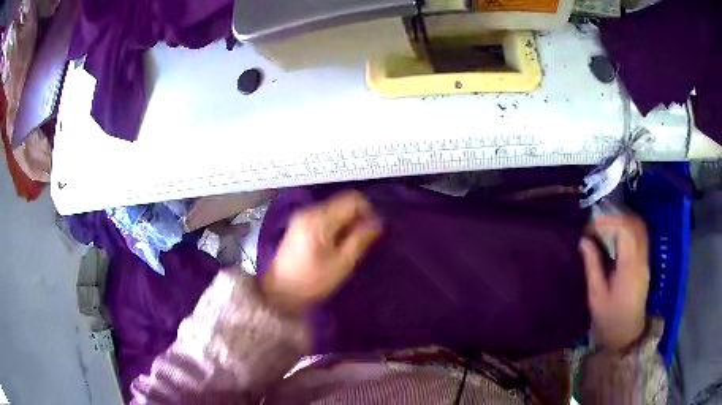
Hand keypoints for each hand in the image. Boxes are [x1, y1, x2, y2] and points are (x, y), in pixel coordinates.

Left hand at [261, 191, 382, 313]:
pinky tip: (336, 243)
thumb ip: (360, 240)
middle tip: (363, 240)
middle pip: (343, 201)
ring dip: (347, 222)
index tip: (373, 230)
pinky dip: (336, 225)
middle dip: (357, 217)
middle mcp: (310, 210)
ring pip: (335, 208)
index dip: (369, 211)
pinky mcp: (300, 223)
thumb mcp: (342, 264)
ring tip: (351, 244)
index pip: (353, 199)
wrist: (280, 292)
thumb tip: (378, 222)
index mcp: (320, 219)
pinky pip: (325, 215)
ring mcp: (303, 216)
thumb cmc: (312, 282)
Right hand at [579, 215, 649, 351]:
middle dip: (615, 218)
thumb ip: (592, 265)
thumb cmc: (610, 320)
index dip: (607, 222)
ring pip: (639, 228)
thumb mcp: (596, 296)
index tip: (590, 228)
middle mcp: (641, 258)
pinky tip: (615, 238)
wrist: (627, 337)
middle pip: (635, 224)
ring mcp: (645, 260)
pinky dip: (628, 230)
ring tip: (605, 229)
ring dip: (623, 222)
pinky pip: (640, 237)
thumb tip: (584, 240)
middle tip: (597, 226)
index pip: (624, 229)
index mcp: (630, 266)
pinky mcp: (645, 263)